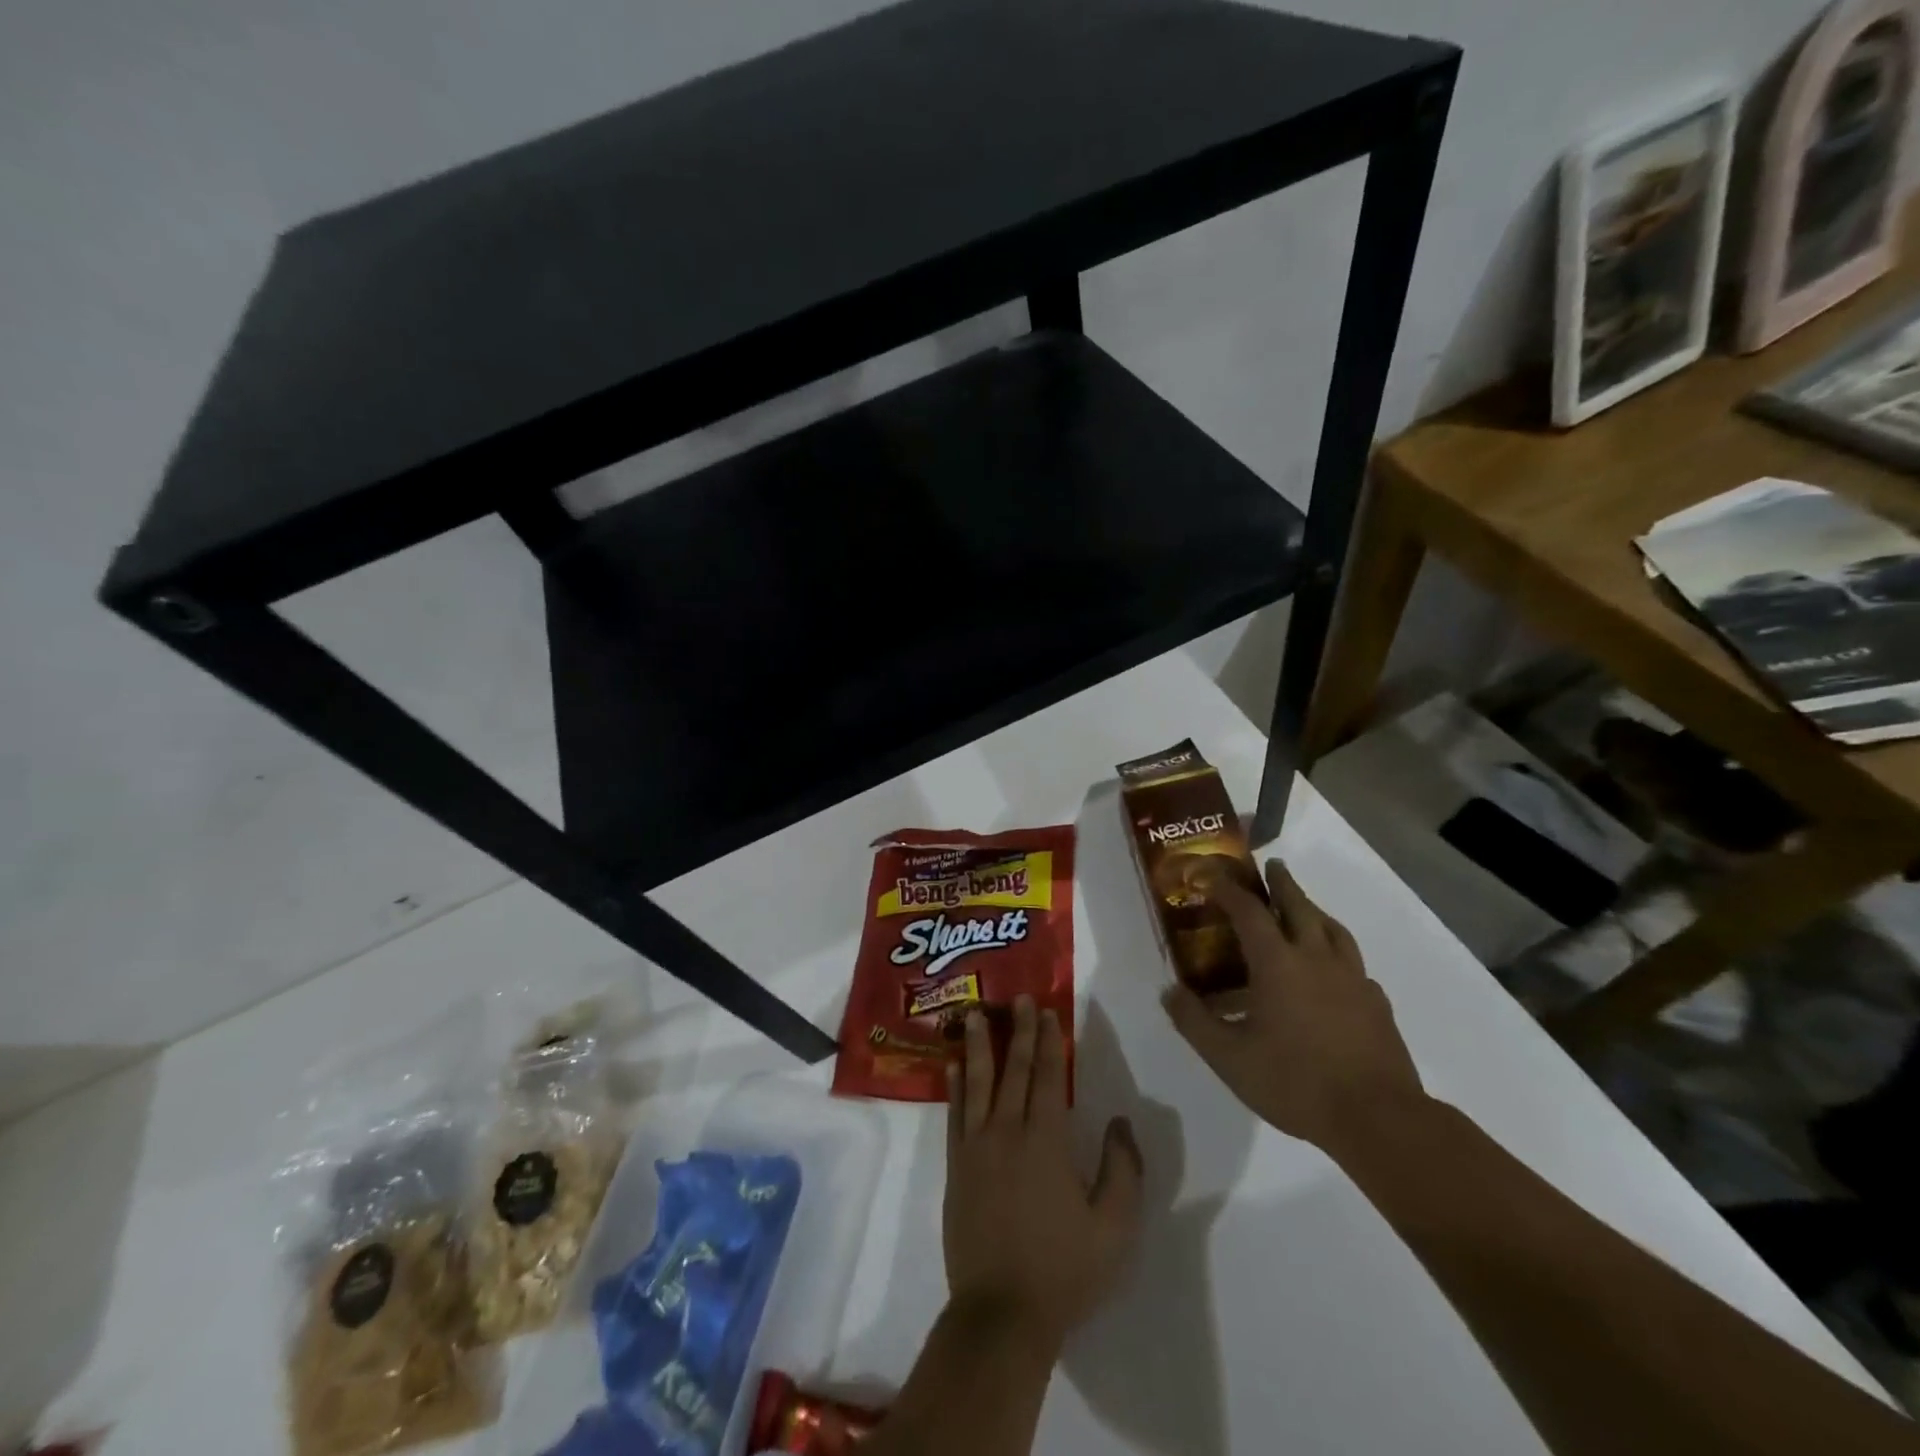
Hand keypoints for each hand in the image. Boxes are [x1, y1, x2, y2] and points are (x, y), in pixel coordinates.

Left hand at [943, 996, 1142, 1350]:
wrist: (1001, 1313)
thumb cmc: (1064, 1270)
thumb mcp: (1115, 1228)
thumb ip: (1123, 1170)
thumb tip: (1120, 1122)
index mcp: (1045, 1141)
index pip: (1048, 1078)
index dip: (1048, 1042)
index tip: (1047, 1011)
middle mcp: (1007, 1131)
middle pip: (1014, 1070)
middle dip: (1019, 1031)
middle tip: (1019, 999)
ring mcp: (976, 1147)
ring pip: (977, 1083)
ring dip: (978, 1046)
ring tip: (975, 1014)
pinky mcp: (955, 1166)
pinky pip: (954, 1114)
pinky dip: (954, 1086)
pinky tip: (952, 1065)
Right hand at [1163, 859, 1426, 1159]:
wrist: (1378, 1119)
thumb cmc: (1296, 1082)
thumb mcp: (1229, 1058)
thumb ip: (1194, 1022)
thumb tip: (1169, 991)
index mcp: (1278, 963)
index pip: (1249, 911)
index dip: (1229, 889)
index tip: (1212, 875)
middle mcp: (1316, 959)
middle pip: (1299, 906)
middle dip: (1282, 883)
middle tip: (1272, 866)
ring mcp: (1352, 979)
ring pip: (1332, 929)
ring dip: (1313, 909)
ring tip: (1304, 906)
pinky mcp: (1376, 1002)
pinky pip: (1354, 962)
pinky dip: (1337, 951)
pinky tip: (1334, 968)